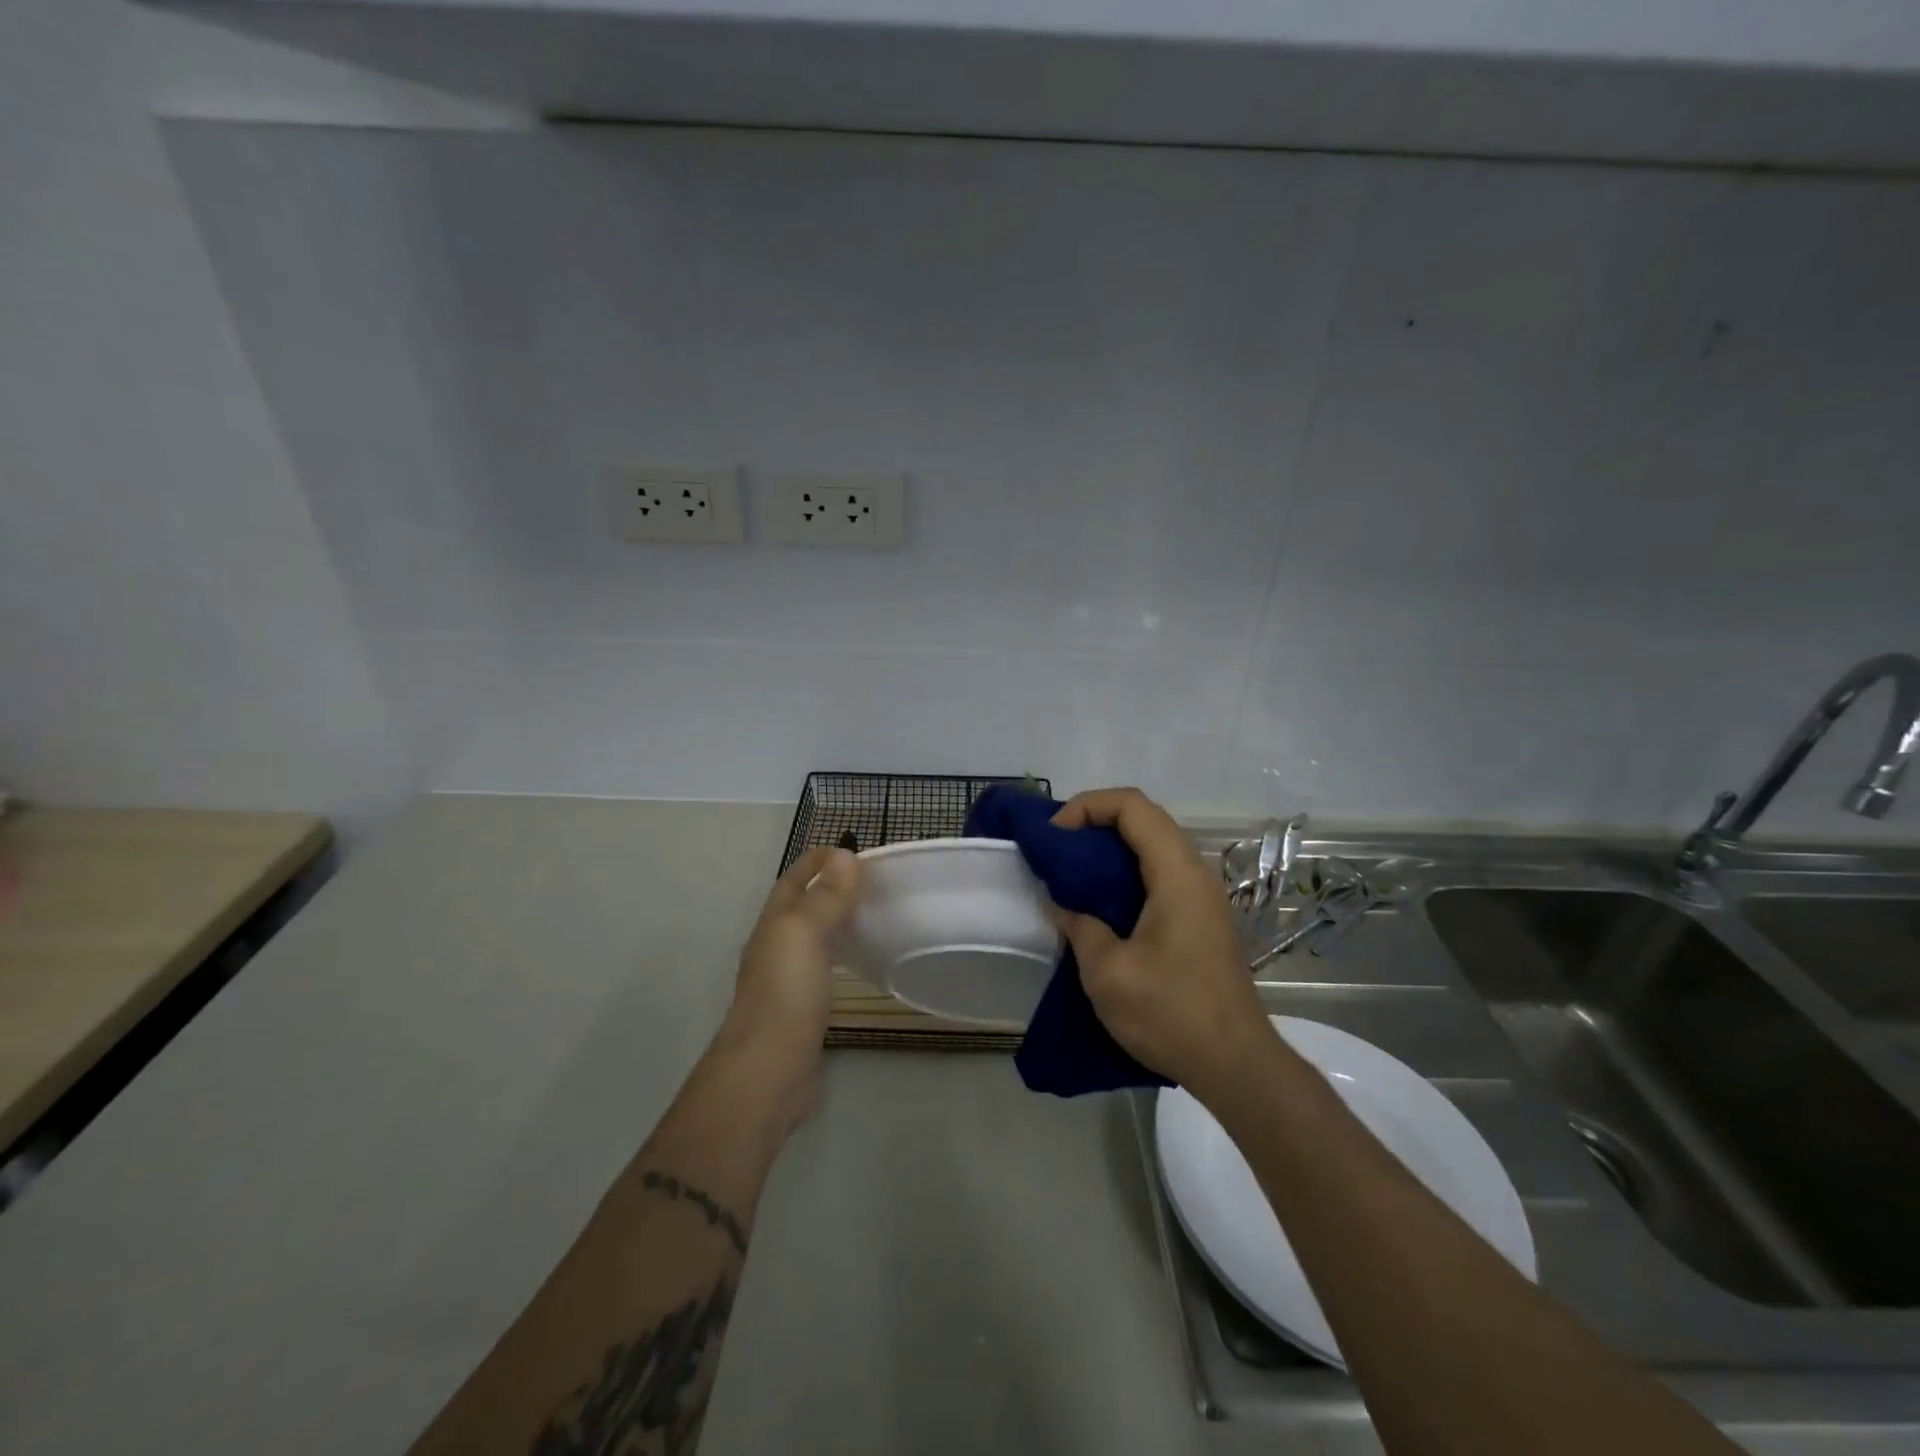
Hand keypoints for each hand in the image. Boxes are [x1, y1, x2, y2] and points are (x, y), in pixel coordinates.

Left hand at [720, 846, 859, 1115]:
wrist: (767, 1073)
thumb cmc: (785, 995)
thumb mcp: (804, 935)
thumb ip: (825, 897)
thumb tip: (844, 855)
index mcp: (773, 925)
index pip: (793, 879)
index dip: (817, 860)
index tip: (854, 850)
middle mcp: (775, 948)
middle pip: (801, 907)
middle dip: (830, 887)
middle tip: (873, 881)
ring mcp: (786, 981)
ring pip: (812, 938)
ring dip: (836, 920)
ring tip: (872, 913)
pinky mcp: (801, 1010)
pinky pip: (823, 968)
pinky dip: (841, 954)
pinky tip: (861, 962)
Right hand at [1048, 788, 1272, 1097]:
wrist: (1236, 1066)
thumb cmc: (1171, 1013)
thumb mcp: (1108, 972)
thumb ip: (1079, 926)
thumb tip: (1060, 904)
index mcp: (1177, 873)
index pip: (1133, 806)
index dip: (1088, 806)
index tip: (1055, 836)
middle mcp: (1196, 873)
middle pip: (1144, 819)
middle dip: (1095, 824)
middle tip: (1057, 851)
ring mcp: (1203, 897)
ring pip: (1153, 846)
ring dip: (1110, 850)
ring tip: (1073, 875)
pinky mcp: (1202, 920)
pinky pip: (1160, 875)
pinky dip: (1126, 874)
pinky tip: (1101, 906)